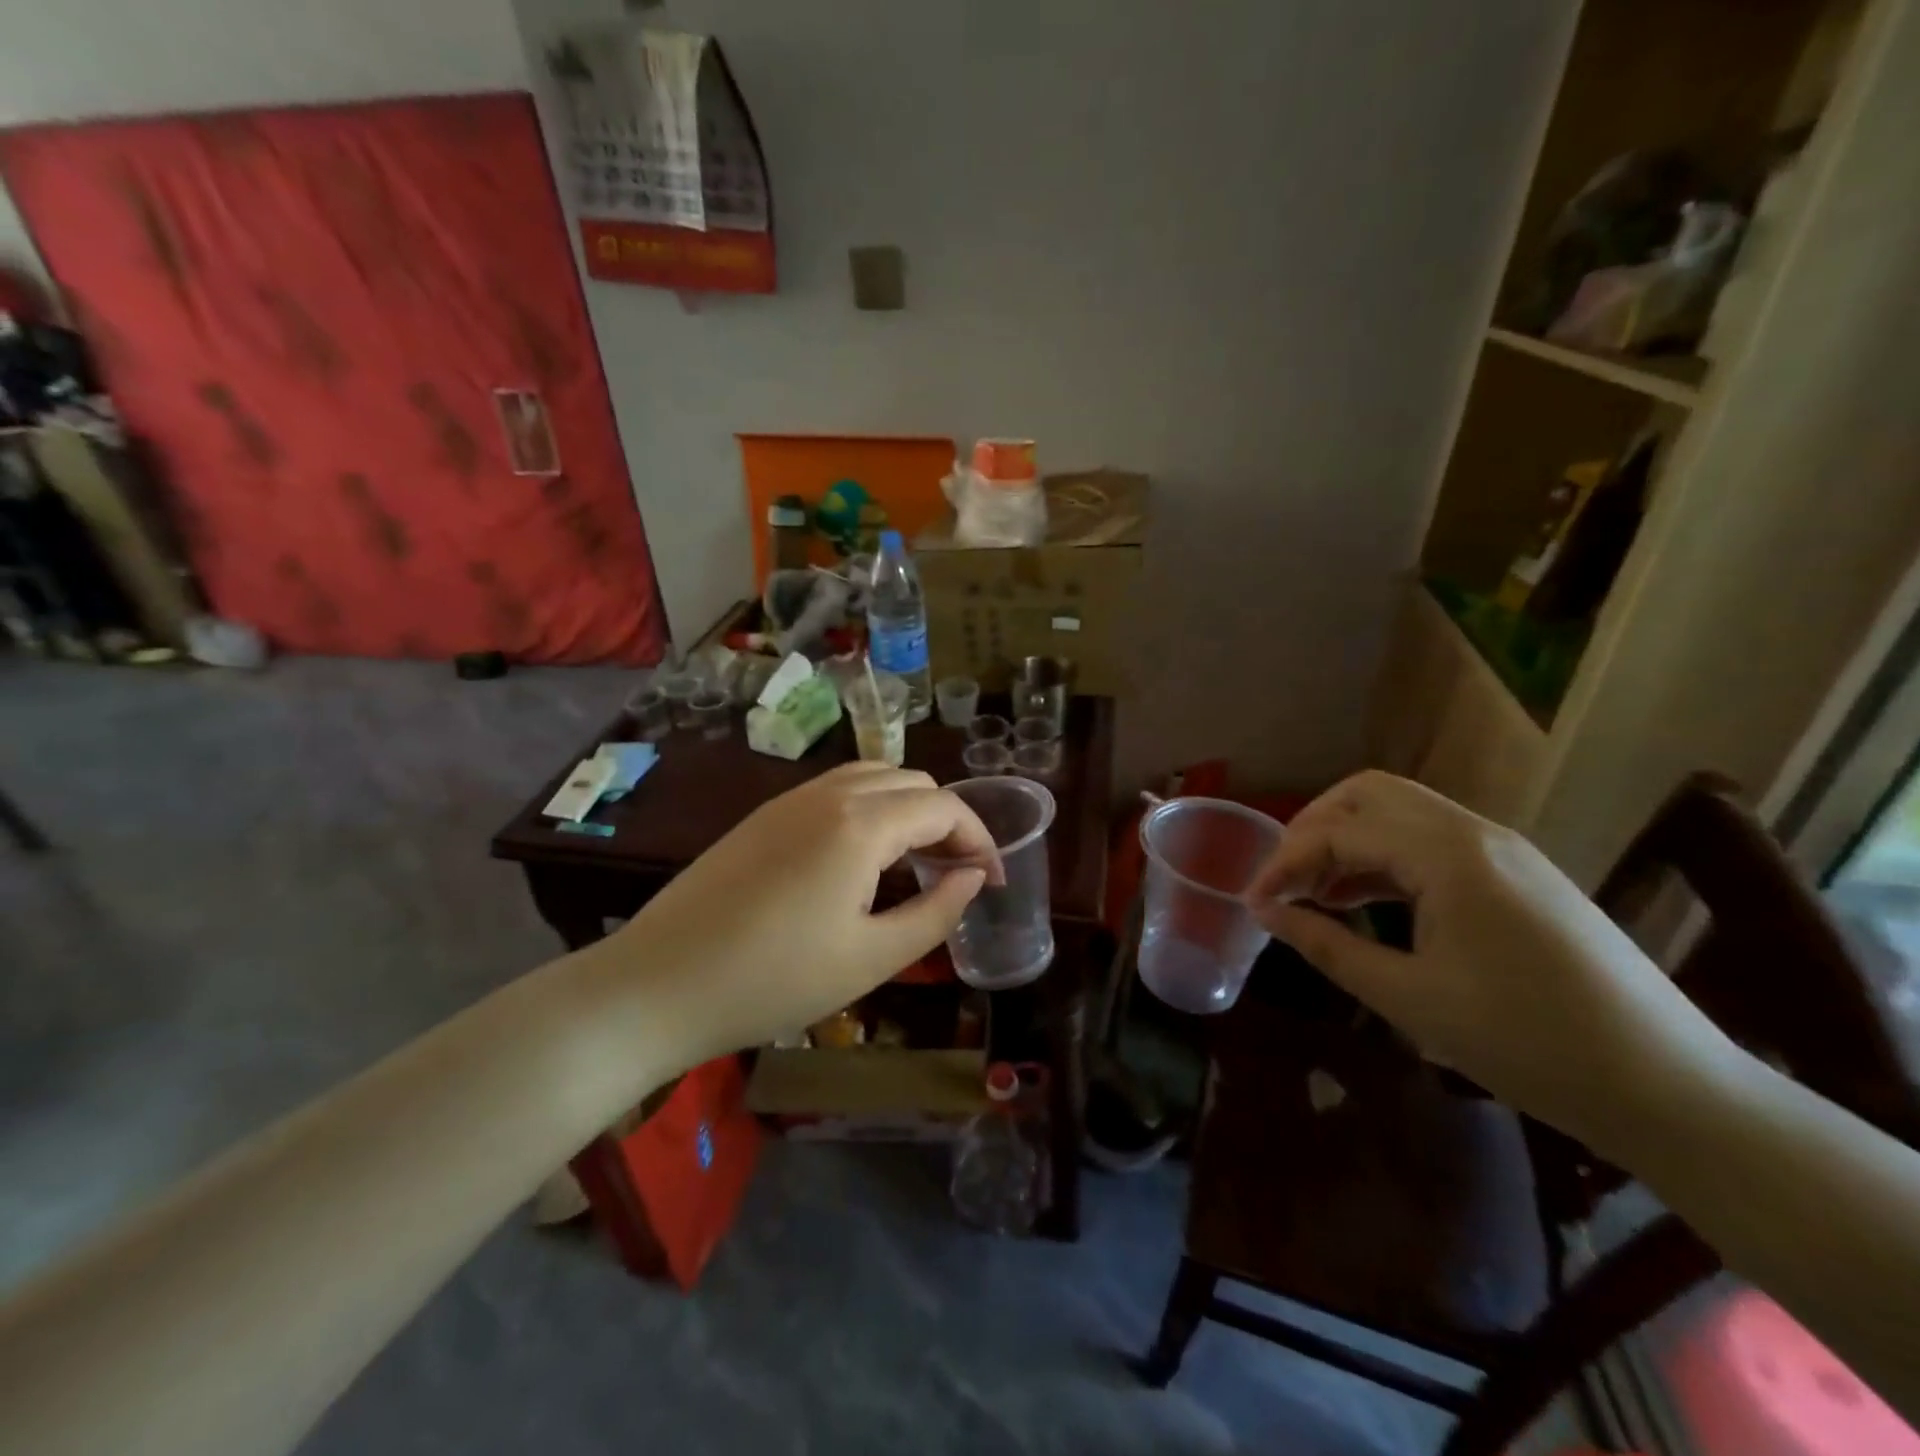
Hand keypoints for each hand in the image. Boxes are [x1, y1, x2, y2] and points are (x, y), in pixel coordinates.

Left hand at [588, 763, 1000, 1070]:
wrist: (658, 985)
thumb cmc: (773, 980)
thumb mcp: (871, 959)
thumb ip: (937, 912)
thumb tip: (974, 877)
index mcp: (860, 824)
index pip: (944, 807)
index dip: (980, 839)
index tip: (994, 881)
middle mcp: (828, 794)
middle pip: (912, 781)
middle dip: (948, 820)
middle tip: (957, 873)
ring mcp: (790, 800)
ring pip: (872, 778)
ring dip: (908, 808)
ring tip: (917, 861)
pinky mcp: (764, 815)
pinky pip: (836, 791)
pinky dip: (870, 809)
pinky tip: (862, 859)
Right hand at [1247, 771, 1726, 1146]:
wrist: (1671, 1088)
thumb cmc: (1529, 1044)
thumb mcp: (1409, 998)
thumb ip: (1327, 946)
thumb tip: (1267, 913)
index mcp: (1448, 855)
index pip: (1339, 831)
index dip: (1285, 862)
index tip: (1255, 903)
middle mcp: (1475, 832)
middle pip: (1369, 794)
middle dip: (1313, 828)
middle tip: (1284, 878)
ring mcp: (1503, 849)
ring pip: (1401, 812)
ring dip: (1349, 839)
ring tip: (1316, 892)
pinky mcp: (1518, 873)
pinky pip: (1432, 839)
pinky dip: (1386, 856)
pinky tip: (1366, 901)